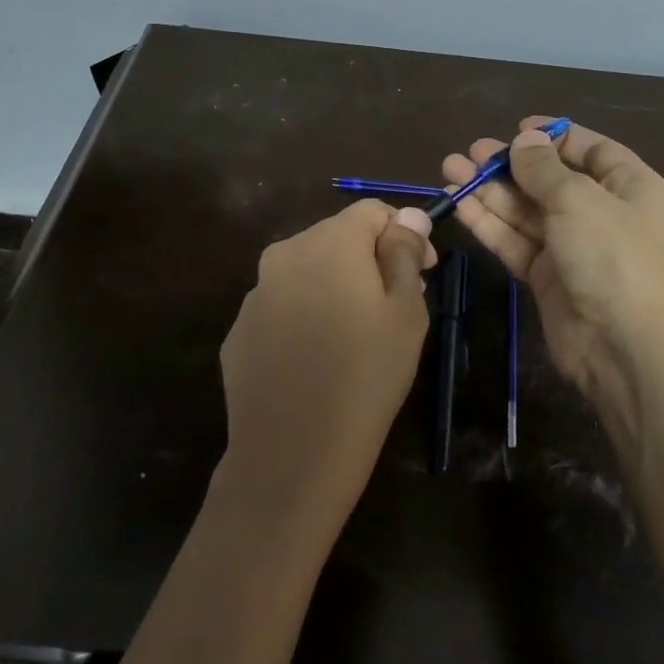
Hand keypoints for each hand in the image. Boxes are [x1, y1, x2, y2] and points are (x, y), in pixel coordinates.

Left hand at [217, 200, 435, 540]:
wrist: (293, 452)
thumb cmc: (366, 376)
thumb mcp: (406, 313)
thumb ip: (405, 254)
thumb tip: (407, 216)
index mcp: (330, 242)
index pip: (373, 211)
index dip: (405, 233)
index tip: (424, 271)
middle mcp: (285, 254)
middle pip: (337, 237)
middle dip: (370, 259)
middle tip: (395, 306)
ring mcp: (255, 294)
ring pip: (307, 272)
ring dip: (335, 286)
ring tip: (355, 335)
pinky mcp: (239, 330)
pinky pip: (281, 307)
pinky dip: (304, 316)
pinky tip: (317, 358)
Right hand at [443, 118, 663, 416]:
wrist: (624, 348)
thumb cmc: (613, 257)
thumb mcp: (579, 201)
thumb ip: (544, 170)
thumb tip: (524, 139)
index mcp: (628, 186)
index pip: (590, 150)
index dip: (553, 137)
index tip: (515, 128)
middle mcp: (600, 212)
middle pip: (549, 180)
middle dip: (509, 166)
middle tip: (469, 154)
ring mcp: (571, 246)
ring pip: (525, 211)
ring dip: (489, 191)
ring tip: (450, 170)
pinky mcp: (545, 276)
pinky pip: (514, 241)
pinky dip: (488, 223)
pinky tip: (458, 204)